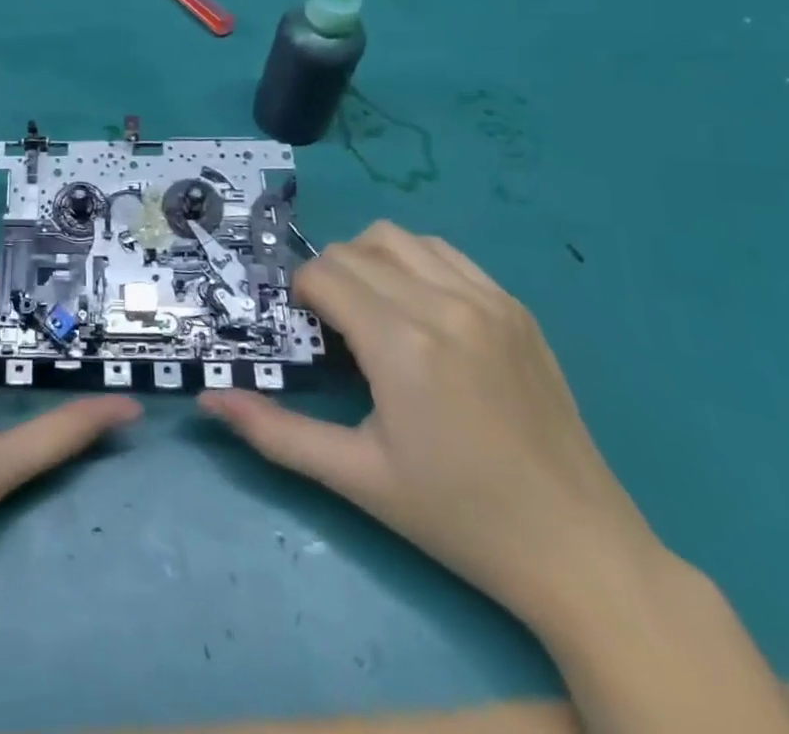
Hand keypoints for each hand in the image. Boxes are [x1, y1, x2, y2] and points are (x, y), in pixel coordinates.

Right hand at [198, 221, 659, 633]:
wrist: (580, 551)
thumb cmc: (457, 517)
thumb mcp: (357, 478)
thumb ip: (275, 433)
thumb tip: (208, 400)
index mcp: (401, 344)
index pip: (324, 274)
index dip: (300, 296)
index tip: (307, 333)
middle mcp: (443, 305)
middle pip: (353, 249)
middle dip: (327, 277)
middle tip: (332, 328)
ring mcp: (487, 301)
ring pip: (398, 238)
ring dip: (368, 260)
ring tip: (373, 311)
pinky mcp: (516, 308)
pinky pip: (446, 253)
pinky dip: (415, 263)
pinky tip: (420, 312)